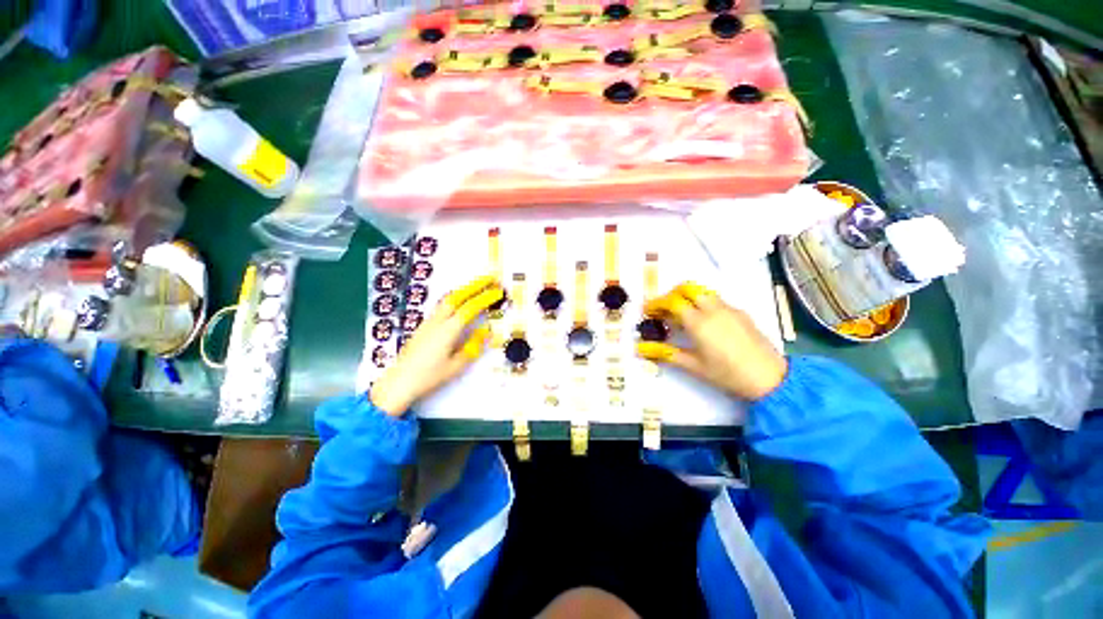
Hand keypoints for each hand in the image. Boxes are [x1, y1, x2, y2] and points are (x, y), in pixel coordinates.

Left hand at [370, 276, 502, 415]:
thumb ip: (472, 347)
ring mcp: (428, 322)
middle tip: (489, 278)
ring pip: (447, 299)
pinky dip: (455, 299)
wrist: (399, 382)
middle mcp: (437, 321)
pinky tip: (459, 302)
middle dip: (474, 285)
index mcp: (448, 330)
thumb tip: (485, 332)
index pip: (470, 308)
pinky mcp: (423, 327)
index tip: (497, 292)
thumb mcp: (456, 366)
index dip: (485, 298)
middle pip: (457, 296)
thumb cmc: (428, 377)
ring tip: (477, 285)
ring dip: (464, 290)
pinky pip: (442, 306)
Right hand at [636, 282, 786, 401]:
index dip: (657, 303)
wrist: (770, 378)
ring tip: (683, 315)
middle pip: (688, 288)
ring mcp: (729, 309)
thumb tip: (642, 349)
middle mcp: (713, 309)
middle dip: (672, 294)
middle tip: (664, 308)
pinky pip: (717, 300)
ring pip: (703, 292)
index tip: (648, 311)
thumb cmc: (727, 374)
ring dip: (688, 297)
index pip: (672, 301)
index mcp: (699, 322)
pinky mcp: (741, 313)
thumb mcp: (693, 366)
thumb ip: (667, 353)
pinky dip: (704, 303)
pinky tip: (705, 323)